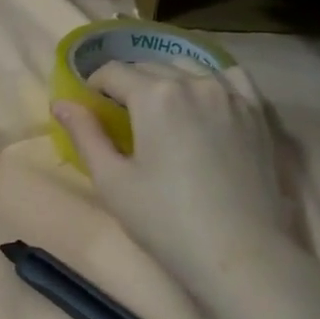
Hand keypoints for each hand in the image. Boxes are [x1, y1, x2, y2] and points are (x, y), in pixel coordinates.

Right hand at [54, 61, 302, 299]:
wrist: (239, 252)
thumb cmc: (165, 220)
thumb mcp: (112, 181)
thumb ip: (85, 135)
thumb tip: (61, 102)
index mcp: (155, 95)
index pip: (114, 73)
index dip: (94, 85)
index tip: (89, 106)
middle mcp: (195, 82)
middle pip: (151, 66)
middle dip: (129, 82)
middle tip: (119, 114)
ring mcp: (232, 94)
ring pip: (191, 67)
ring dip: (167, 78)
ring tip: (159, 108)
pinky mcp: (258, 113)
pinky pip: (230, 78)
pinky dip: (210, 80)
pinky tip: (204, 100)